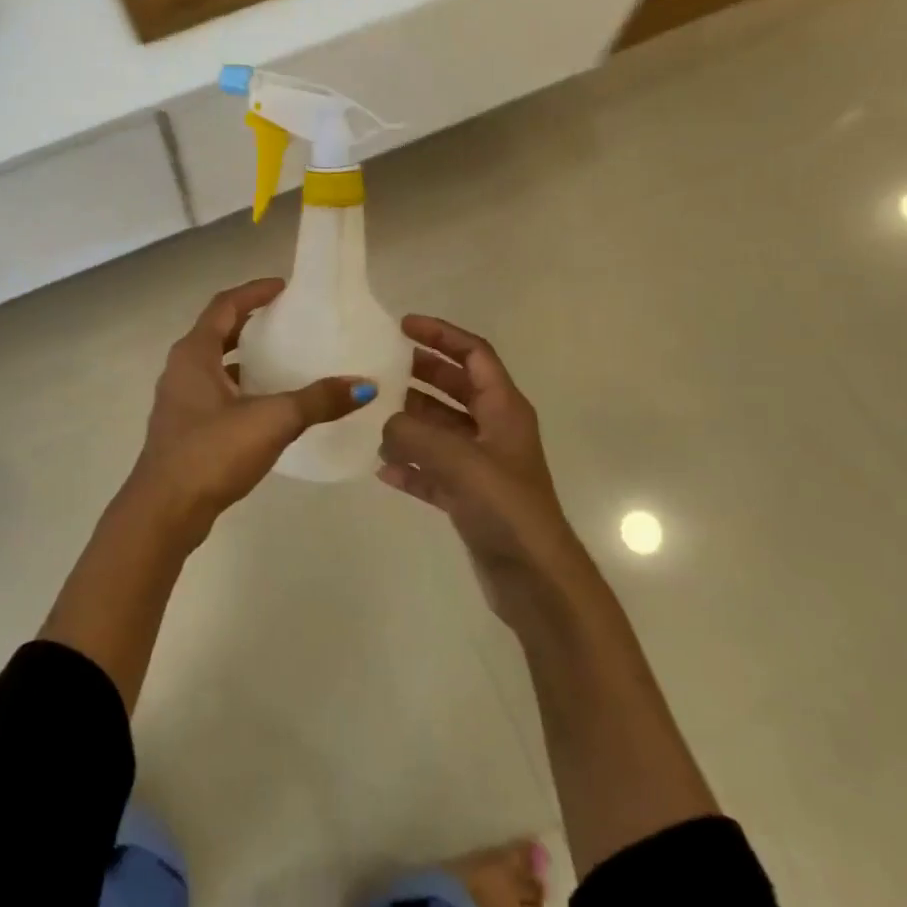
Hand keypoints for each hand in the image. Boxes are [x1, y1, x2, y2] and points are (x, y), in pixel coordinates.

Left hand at [126, 278, 376, 545]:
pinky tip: (267, 404)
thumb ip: (317, 401)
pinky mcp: (184, 429)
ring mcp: (180, 401)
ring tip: (283, 359)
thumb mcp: (271, 420)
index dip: (253, 292)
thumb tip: (364, 385)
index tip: (284, 287)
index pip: (224, 306)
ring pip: (216, 365)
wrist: (164, 512)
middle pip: (218, 332)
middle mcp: (182, 370)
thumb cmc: (211, 452)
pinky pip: (216, 393)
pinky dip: (240, 387)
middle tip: (287, 320)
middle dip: (251, 323)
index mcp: (194, 354)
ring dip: (245, 358)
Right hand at [379, 316, 581, 624]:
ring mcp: (481, 465)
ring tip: (371, 416)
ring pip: (441, 429)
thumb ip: (413, 434)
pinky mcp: (469, 497)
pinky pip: (433, 470)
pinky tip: (381, 469)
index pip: (474, 354)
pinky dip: (410, 466)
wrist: (535, 580)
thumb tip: (382, 424)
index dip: (442, 334)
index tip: (404, 326)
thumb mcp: (457, 460)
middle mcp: (494, 429)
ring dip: (409, 421)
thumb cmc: (505, 507)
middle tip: (380, 366)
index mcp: (504, 408)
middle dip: (420, 373)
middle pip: (455, 387)